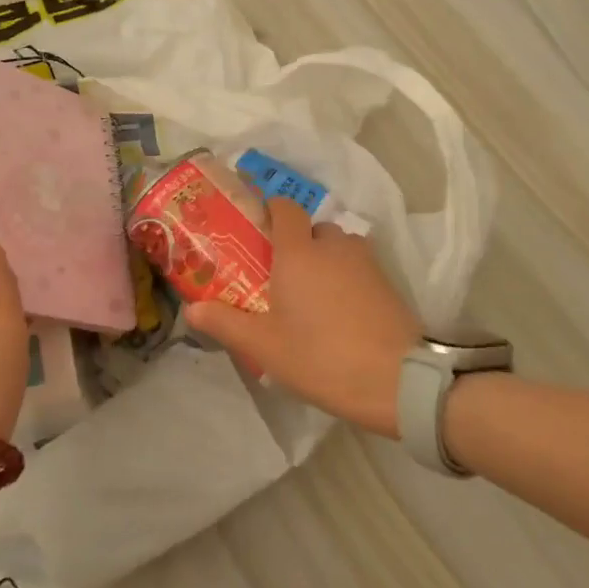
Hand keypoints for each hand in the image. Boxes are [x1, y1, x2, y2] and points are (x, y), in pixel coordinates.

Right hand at [185, 199, 419, 436]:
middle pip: (311, 229)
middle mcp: (333, 246)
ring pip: (338, 247)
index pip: (284, 208)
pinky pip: (358, 267)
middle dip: (295, 244)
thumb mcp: (264, 346)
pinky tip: (338, 312)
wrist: (397, 380)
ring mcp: (366, 262)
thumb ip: (225, 322)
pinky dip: (346, 278)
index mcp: (298, 252)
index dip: (269, 211)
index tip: (255, 231)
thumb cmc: (321, 357)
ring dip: (323, 261)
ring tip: (309, 296)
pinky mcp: (388, 282)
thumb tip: (191, 309)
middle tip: (278, 277)